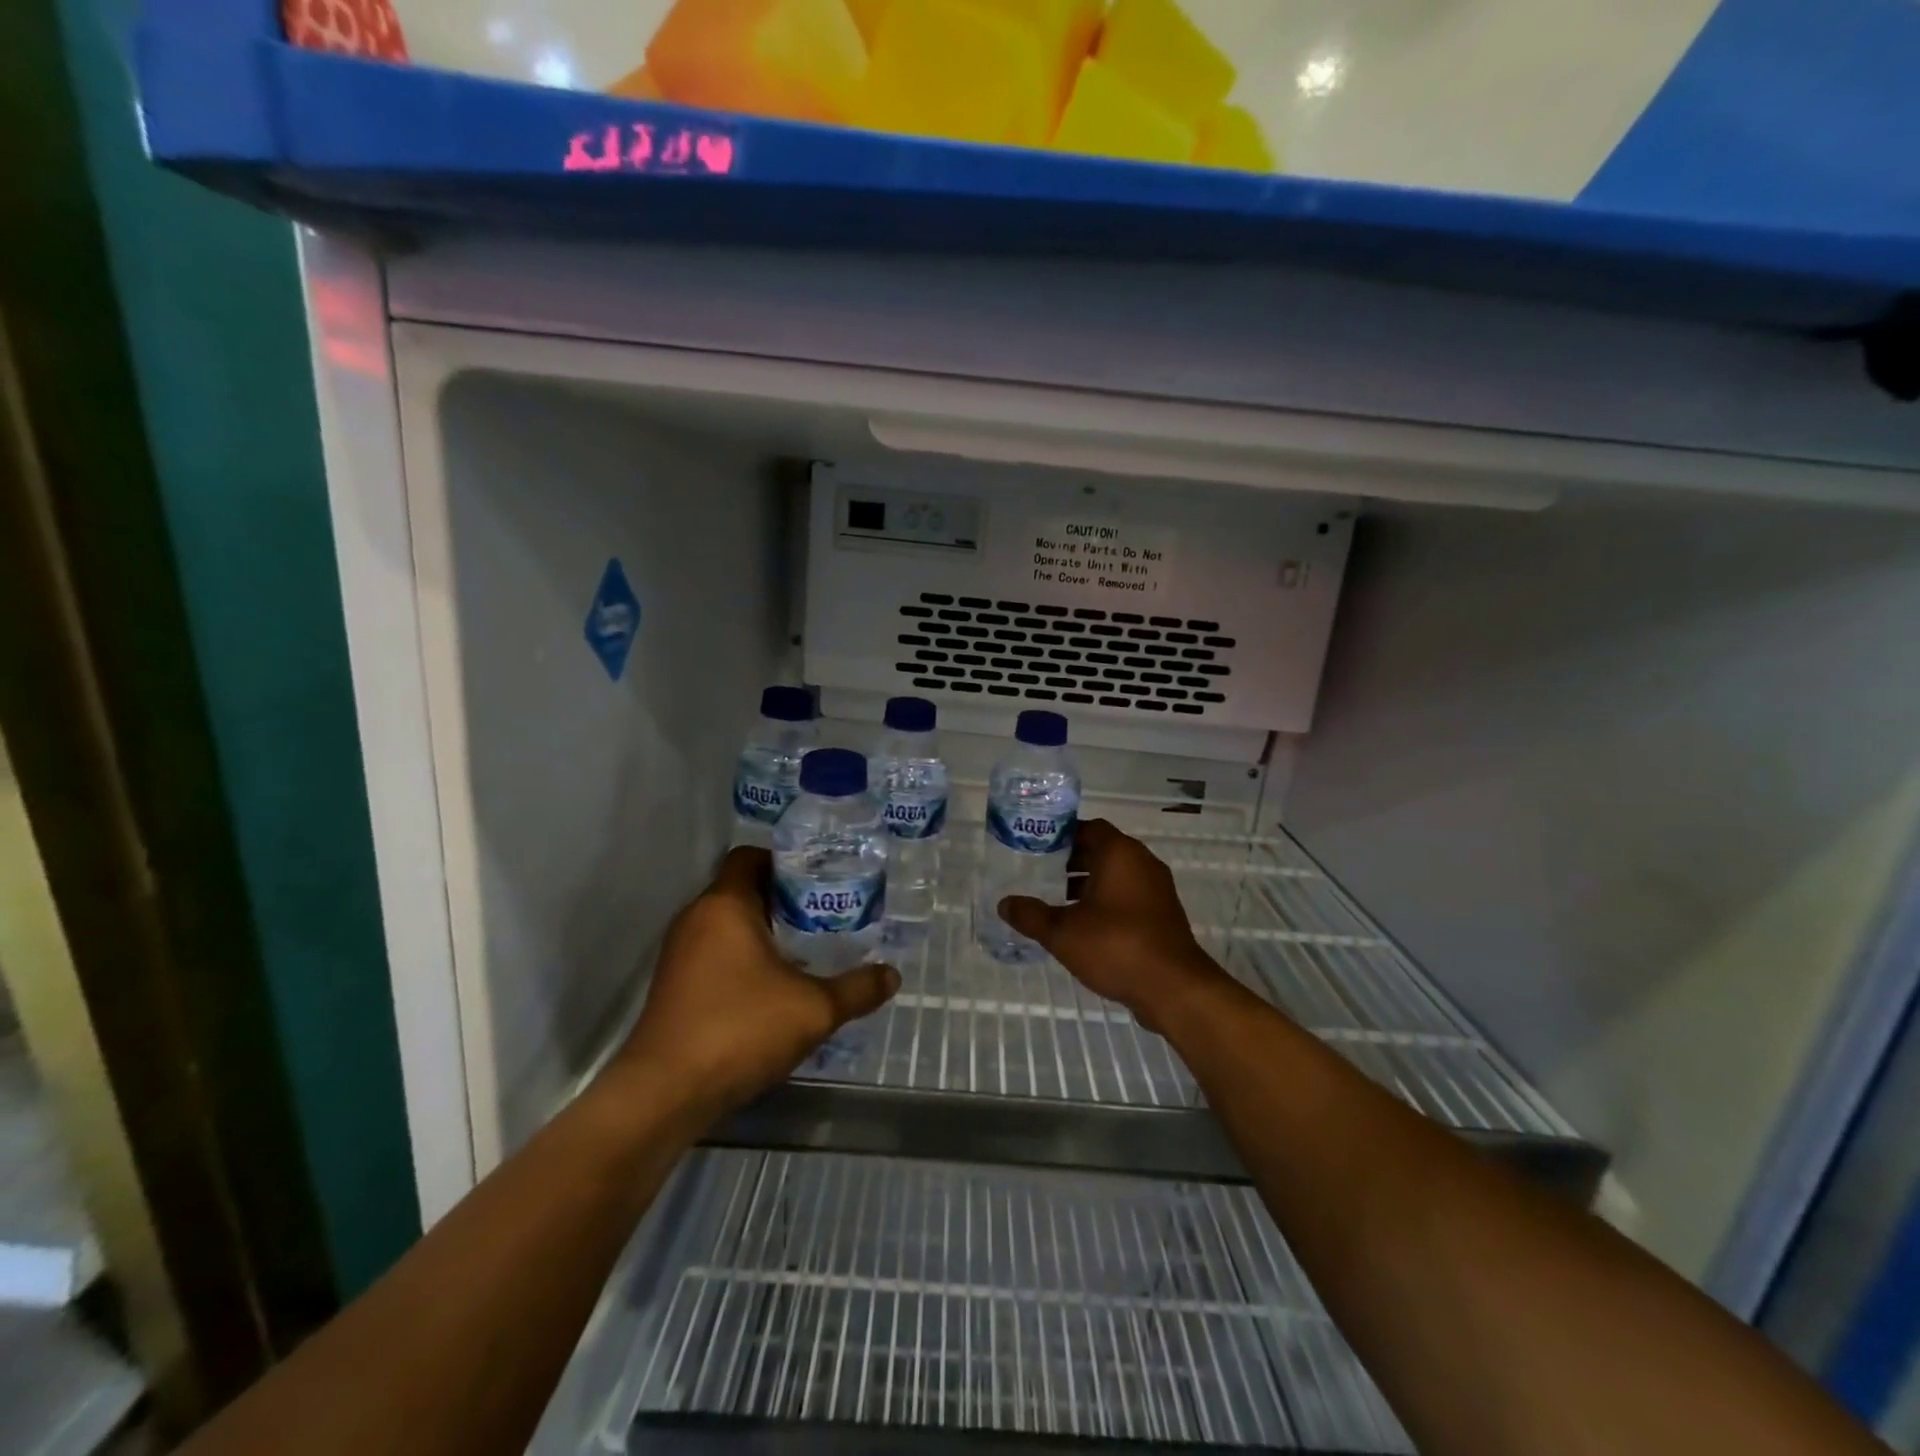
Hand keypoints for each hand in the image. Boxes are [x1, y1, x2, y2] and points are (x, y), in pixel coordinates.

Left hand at [618, 847, 898, 1114]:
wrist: (665, 1094)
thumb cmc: (740, 1029)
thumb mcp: (813, 1009)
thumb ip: (857, 989)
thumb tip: (892, 975)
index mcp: (725, 905)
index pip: (749, 857)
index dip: (784, 861)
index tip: (819, 878)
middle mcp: (696, 919)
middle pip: (741, 889)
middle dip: (782, 899)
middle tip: (823, 913)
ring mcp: (679, 954)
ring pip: (726, 924)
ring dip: (762, 931)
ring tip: (806, 948)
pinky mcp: (673, 986)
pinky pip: (713, 953)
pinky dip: (742, 958)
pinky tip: (773, 987)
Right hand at [999, 819, 1226, 1031]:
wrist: (1173, 988)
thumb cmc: (1115, 946)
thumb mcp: (1063, 932)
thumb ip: (1031, 915)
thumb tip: (1004, 904)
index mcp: (1120, 853)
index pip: (1089, 828)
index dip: (1063, 835)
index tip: (1038, 848)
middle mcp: (1142, 862)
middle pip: (1103, 850)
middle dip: (1072, 861)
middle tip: (1041, 874)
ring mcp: (1157, 889)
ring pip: (1117, 875)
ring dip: (1089, 884)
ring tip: (1058, 901)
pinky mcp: (1163, 914)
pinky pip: (1129, 896)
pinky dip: (1107, 902)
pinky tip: (1085, 926)